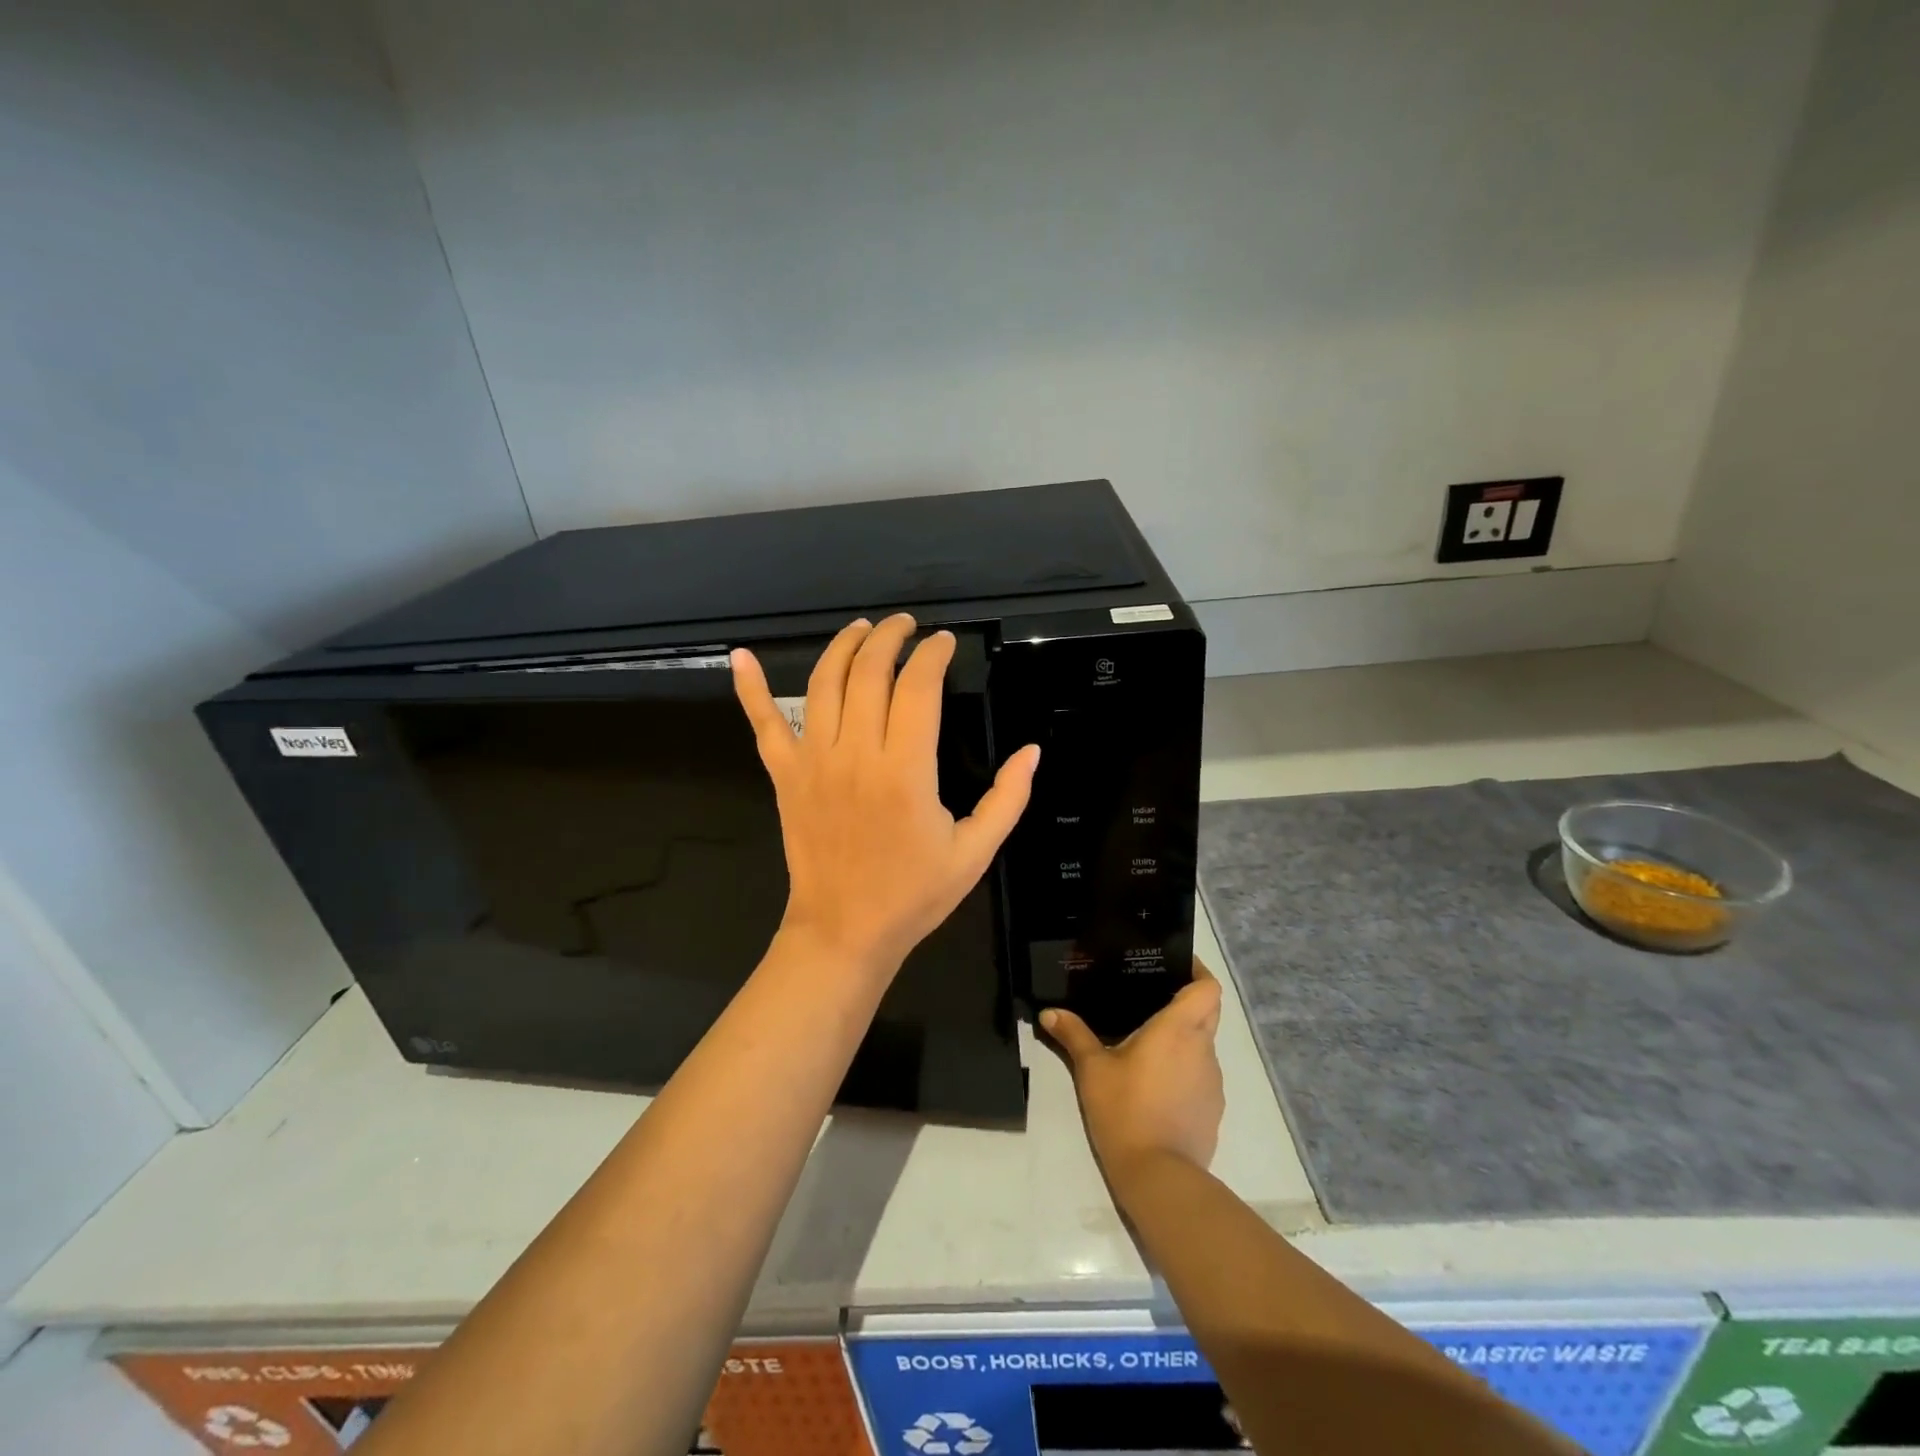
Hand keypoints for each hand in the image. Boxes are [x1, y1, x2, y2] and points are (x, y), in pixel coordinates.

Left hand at [732, 613, 1041, 976]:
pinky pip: (763, 724)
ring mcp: (813, 762)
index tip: (945, 643)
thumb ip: (1007, 798)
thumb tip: (1032, 751)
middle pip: (869, 672)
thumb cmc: (913, 894)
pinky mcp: (785, 776)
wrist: (844, 932)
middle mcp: (855, 755)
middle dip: (890, 637)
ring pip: (823, 684)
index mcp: (905, 772)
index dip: (933, 655)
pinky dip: (749, 688)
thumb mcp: (975, 852)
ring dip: (843, 646)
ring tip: (862, 629)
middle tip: (907, 626)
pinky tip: (741, 657)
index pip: (918, 688)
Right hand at [1042, 960, 1225, 1179]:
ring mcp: (1212, 1081)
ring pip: (1203, 1044)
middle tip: (1153, 996)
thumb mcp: (1091, 1069)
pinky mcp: (1212, 1109)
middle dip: (1187, 999)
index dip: (1198, 971)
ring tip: (1147, 1042)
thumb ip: (1073, 1035)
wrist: (1159, 1176)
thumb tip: (1049, 1012)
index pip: (1208, 988)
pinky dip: (1184, 1069)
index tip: (1176, 964)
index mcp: (1178, 1029)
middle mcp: (1202, 1049)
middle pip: (1208, 1011)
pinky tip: (1155, 1083)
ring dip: (1183, 1038)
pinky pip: (1201, 1075)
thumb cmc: (1125, 1110)